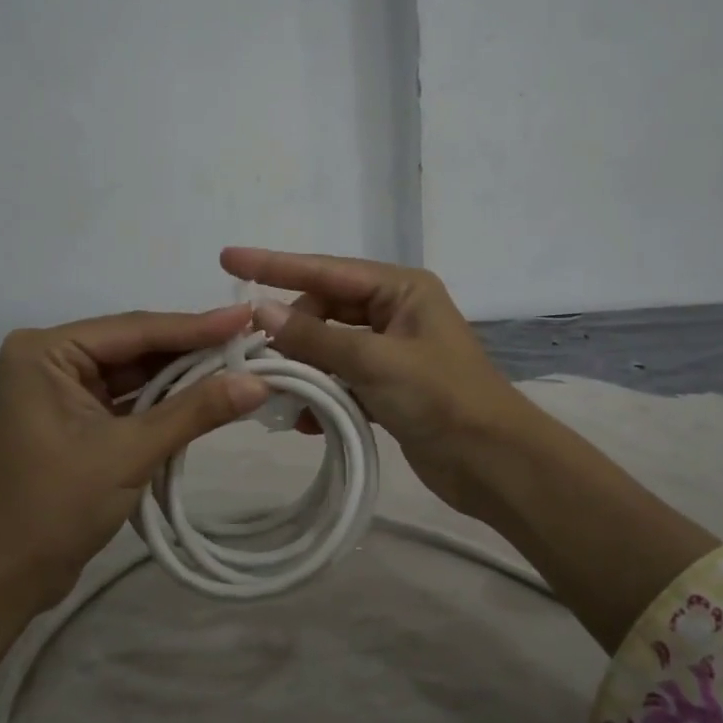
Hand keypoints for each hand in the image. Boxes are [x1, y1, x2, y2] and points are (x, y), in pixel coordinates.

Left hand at [0, 306, 269, 606]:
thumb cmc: (53, 508)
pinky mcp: (74, 421)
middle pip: (137, 348)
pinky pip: (129, 401)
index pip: (136, 330)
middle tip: (253, 343)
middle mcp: (51, 360)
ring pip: (136, 375)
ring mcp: (62, 391)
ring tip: (242, 366)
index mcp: (46, 352)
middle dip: (194, 351)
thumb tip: (260, 382)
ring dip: (184, 378)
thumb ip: (194, 412)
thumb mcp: (129, 453)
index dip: (197, 326)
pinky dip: (165, 404)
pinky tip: (208, 397)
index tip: (249, 318)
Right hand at [220, 247, 535, 517]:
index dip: (274, 266)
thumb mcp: (375, 361)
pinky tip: (302, 420)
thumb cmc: (442, 398)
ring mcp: (391, 351)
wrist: (494, 463)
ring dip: (303, 368)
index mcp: (401, 289)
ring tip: (271, 389)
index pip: (326, 270)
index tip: (228, 260)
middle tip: (254, 353)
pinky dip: (322, 396)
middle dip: (290, 331)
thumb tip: (260, 311)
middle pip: (325, 309)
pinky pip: (341, 380)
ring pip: (330, 348)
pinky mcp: (388, 389)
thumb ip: (316, 337)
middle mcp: (395, 312)